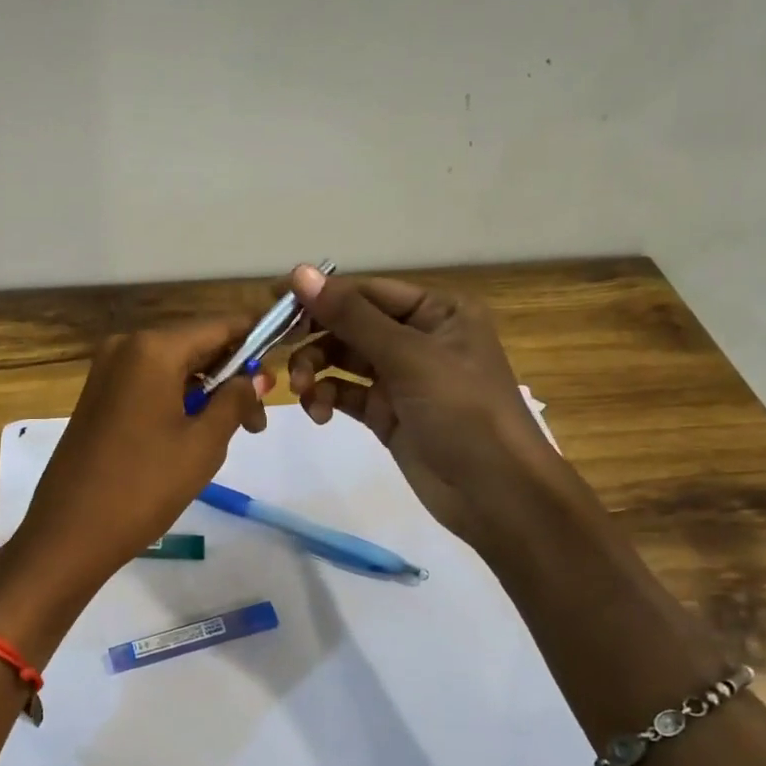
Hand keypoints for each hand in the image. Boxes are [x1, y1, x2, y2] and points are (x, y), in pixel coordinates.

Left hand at [2, 319, 270, 604]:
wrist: (69, 533)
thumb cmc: (144, 486)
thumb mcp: (204, 444)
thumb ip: (236, 400)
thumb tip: (257, 375)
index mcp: (153, 348)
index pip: (219, 327)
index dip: (256, 341)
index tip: (283, 367)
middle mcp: (125, 347)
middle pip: (195, 346)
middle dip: (231, 376)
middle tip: (258, 422)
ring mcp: (106, 372)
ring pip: (172, 368)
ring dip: (205, 392)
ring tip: (230, 434)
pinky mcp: (97, 397)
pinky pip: (148, 385)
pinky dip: (176, 400)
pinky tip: (192, 434)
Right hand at [285, 266, 558, 552]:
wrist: (494, 492)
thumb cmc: (461, 410)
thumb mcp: (408, 356)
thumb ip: (351, 316)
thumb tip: (300, 273)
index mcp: (437, 311)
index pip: (366, 291)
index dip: (319, 295)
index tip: (270, 301)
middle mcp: (418, 338)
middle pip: (350, 325)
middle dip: (314, 338)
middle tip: (276, 349)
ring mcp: (401, 378)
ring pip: (342, 360)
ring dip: (316, 371)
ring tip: (303, 392)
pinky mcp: (387, 413)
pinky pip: (346, 394)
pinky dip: (328, 399)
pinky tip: (319, 413)